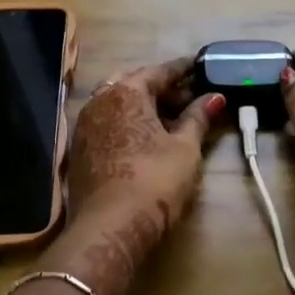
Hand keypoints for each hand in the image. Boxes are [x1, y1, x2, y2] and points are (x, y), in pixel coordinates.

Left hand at [56, 58, 223, 294]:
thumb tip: (215, 97)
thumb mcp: (185, 148)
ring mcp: (85, 124)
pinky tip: (145, 137)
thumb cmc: (154, 181)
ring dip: (143, 105)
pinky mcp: (79, 149)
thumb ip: (198, 118)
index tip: (201, 66)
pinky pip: (108, 122)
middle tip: (188, 97)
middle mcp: (100, 100)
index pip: (160, 71)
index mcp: (126, 91)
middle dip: (162, 87)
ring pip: (118, 103)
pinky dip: (128, 121)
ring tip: (170, 118)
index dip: (184, 69)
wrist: (109, 227)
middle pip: (135, 82)